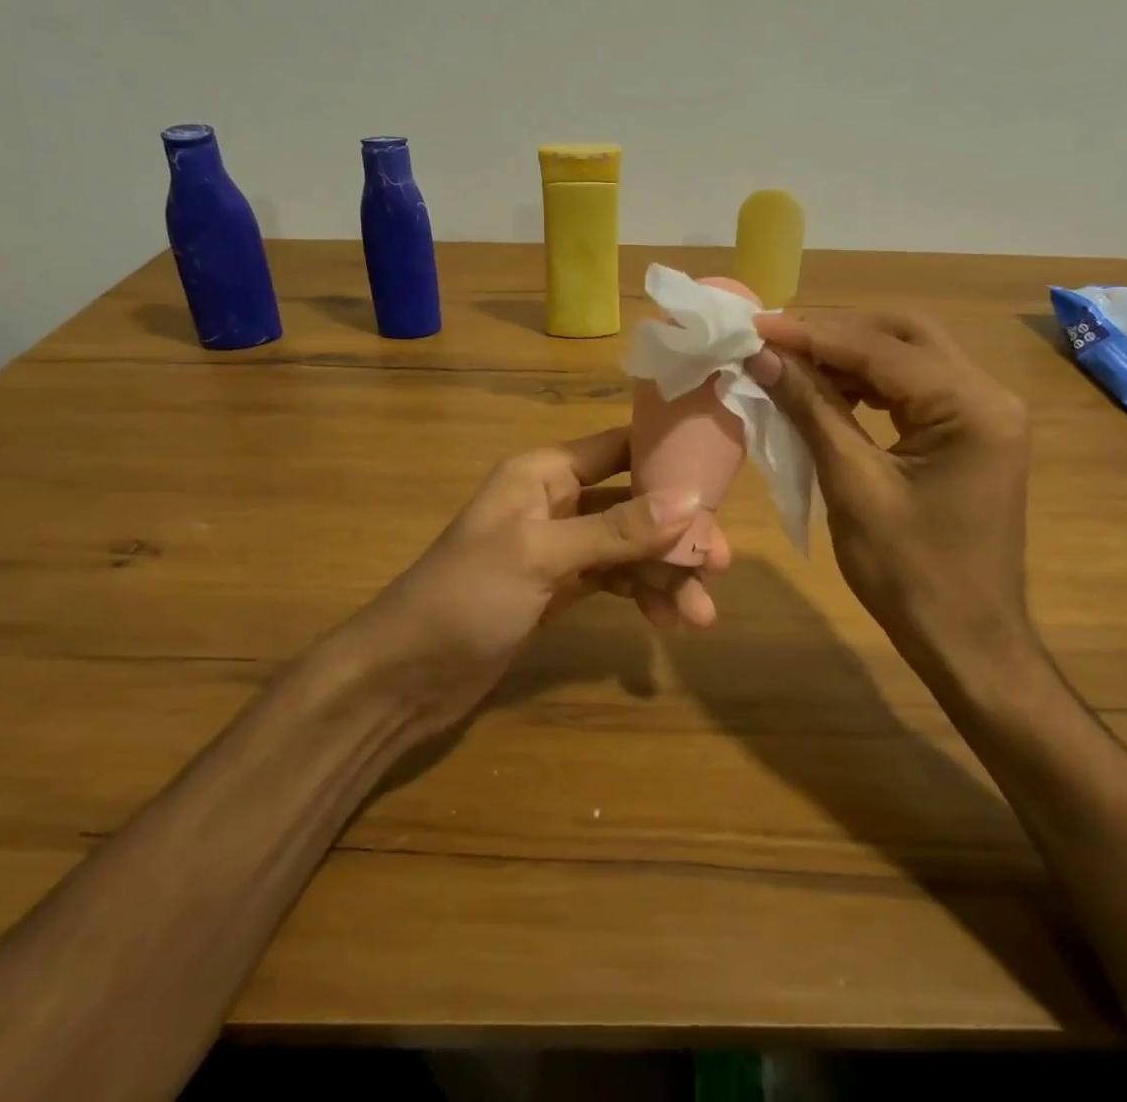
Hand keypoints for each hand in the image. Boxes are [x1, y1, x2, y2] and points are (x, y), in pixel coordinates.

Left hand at [355, 427, 700, 732]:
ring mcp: (559, 547)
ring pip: (628, 548)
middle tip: (721, 566)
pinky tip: (667, 621)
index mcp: (544, 472)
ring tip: (699, 615)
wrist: (405, 676)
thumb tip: (691, 500)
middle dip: (676, 534)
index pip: (620, 448)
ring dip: (664, 574)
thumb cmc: (466, 597)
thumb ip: (617, 529)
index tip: (721, 481)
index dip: (669, 460)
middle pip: (633, 503)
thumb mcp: (542, 555)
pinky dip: (641, 595)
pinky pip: (614, 580)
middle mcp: (556, 501)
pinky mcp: (559, 589)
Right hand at [748, 310, 1036, 674]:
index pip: (881, 350)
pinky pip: (914, 388)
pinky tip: (828, 391)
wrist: (967, 641)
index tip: (756, 326)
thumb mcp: (853, 486)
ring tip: (791, 362)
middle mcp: (988, 396)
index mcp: (972, 408)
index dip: (813, 335)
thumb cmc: (910, 574)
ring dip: (850, 355)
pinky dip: (869, 383)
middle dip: (836, 332)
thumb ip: (811, 410)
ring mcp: (984, 414)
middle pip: (905, 335)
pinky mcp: (970, 433)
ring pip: (910, 357)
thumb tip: (764, 357)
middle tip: (776, 339)